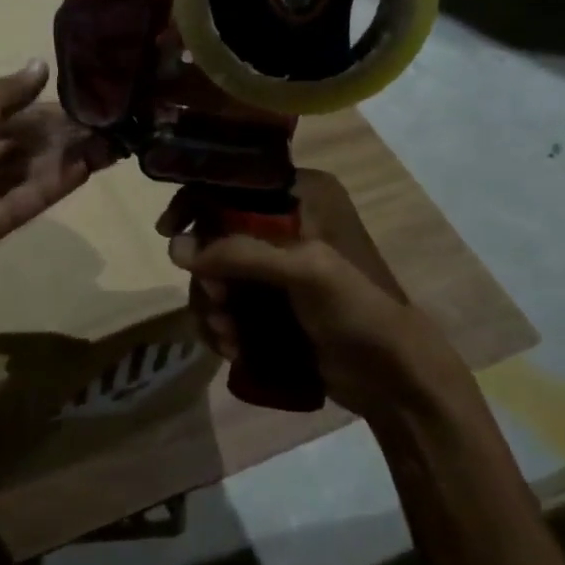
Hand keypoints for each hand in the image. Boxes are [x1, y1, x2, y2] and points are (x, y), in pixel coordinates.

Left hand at [0, 60, 114, 321]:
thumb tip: (41, 66)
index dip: (33, 104)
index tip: (77, 96)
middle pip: (12, 142)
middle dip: (54, 132)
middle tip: (101, 122)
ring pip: (22, 172)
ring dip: (60, 158)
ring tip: (106, 143)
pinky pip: (21, 204)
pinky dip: (50, 187)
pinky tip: (84, 169)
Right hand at [158, 170, 468, 421]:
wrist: (395, 380)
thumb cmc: (358, 310)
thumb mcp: (304, 271)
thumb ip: (238, 253)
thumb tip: (173, 249)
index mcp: (302, 196)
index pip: (233, 184)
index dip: (196, 203)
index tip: (169, 231)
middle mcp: (286, 223)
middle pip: (215, 234)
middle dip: (207, 275)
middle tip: (218, 304)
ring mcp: (277, 266)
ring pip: (217, 273)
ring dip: (212, 307)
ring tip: (227, 337)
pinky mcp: (272, 302)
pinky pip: (227, 303)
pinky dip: (221, 324)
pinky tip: (232, 348)